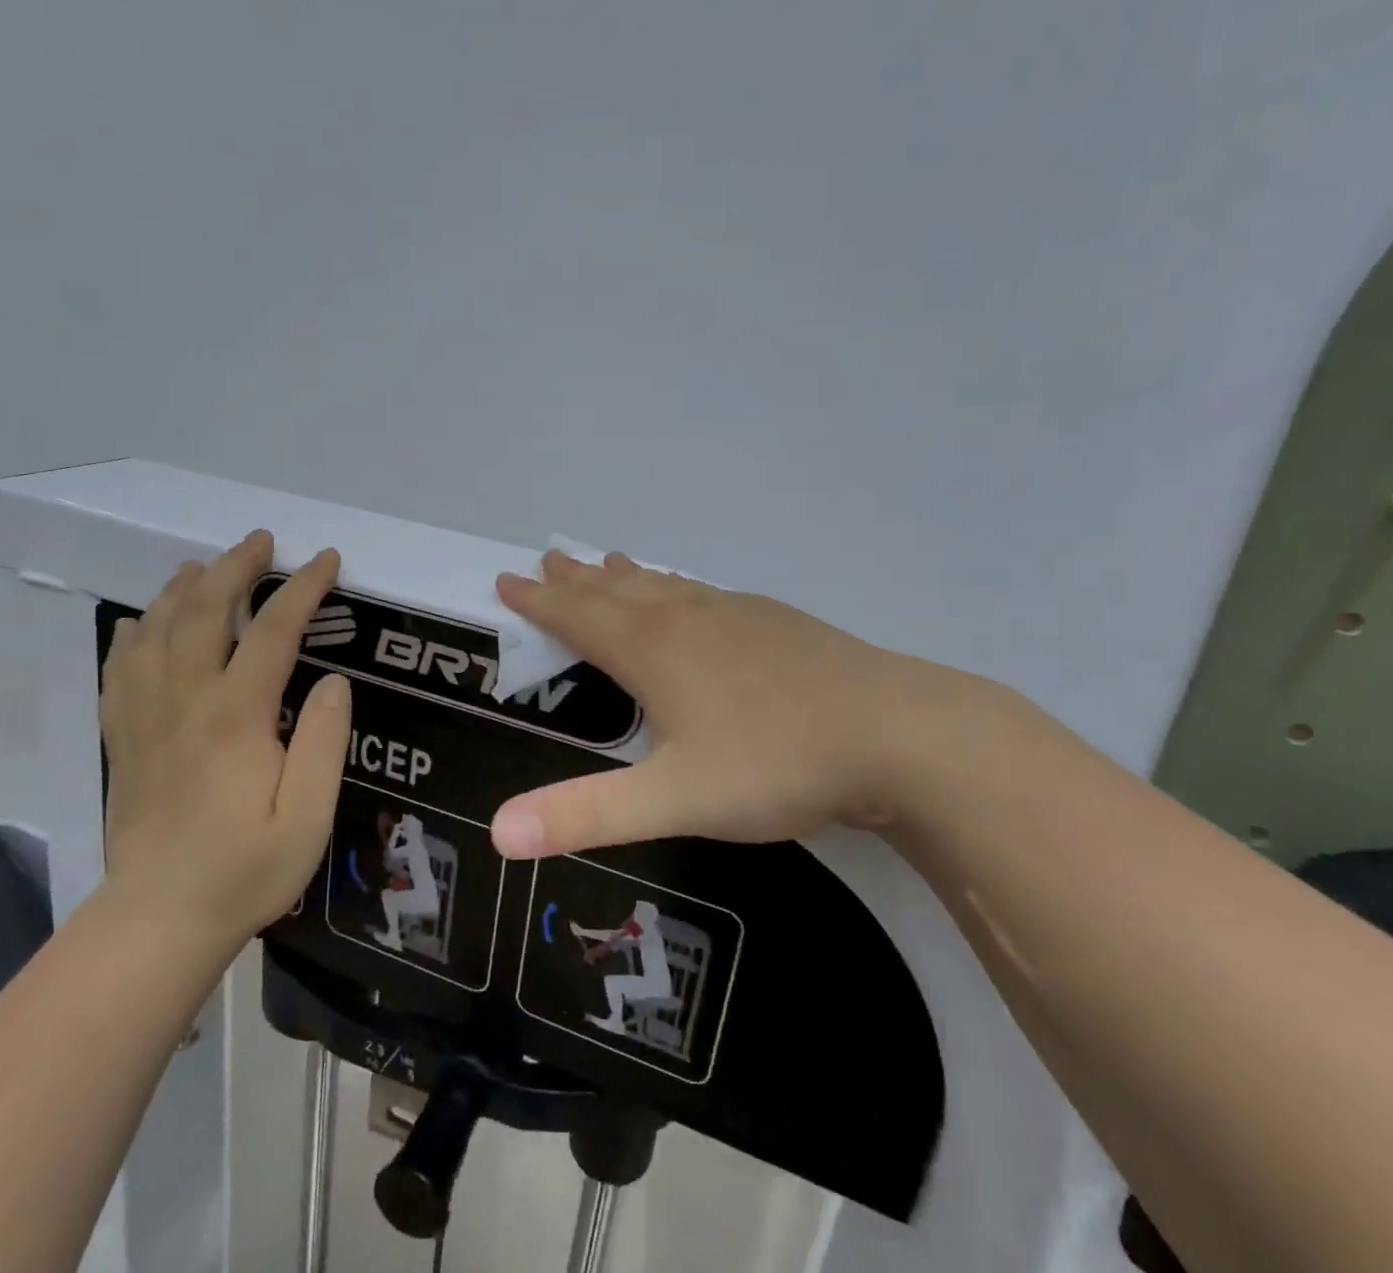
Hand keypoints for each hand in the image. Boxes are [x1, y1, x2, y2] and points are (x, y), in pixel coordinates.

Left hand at [100, 532, 350, 941]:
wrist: (159, 920)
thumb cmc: (245, 870)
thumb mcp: (307, 816)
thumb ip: (323, 741)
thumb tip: (333, 680)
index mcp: (236, 715)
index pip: (274, 630)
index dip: (303, 588)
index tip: (326, 560)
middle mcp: (185, 700)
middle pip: (206, 611)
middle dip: (237, 567)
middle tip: (262, 542)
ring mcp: (146, 715)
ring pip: (158, 628)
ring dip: (185, 587)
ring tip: (207, 564)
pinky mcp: (123, 735)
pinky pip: (121, 665)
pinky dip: (136, 631)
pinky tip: (146, 619)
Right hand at [488, 551, 1009, 858]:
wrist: (896, 733)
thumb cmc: (775, 764)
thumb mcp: (674, 800)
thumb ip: (585, 815)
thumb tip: (496, 833)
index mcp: (654, 652)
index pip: (579, 618)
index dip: (539, 602)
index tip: (508, 580)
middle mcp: (687, 620)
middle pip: (617, 592)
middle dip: (576, 580)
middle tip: (548, 559)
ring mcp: (736, 615)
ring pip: (664, 587)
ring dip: (626, 576)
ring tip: (606, 561)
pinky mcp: (777, 622)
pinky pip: (706, 593)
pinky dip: (679, 586)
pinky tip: (694, 593)